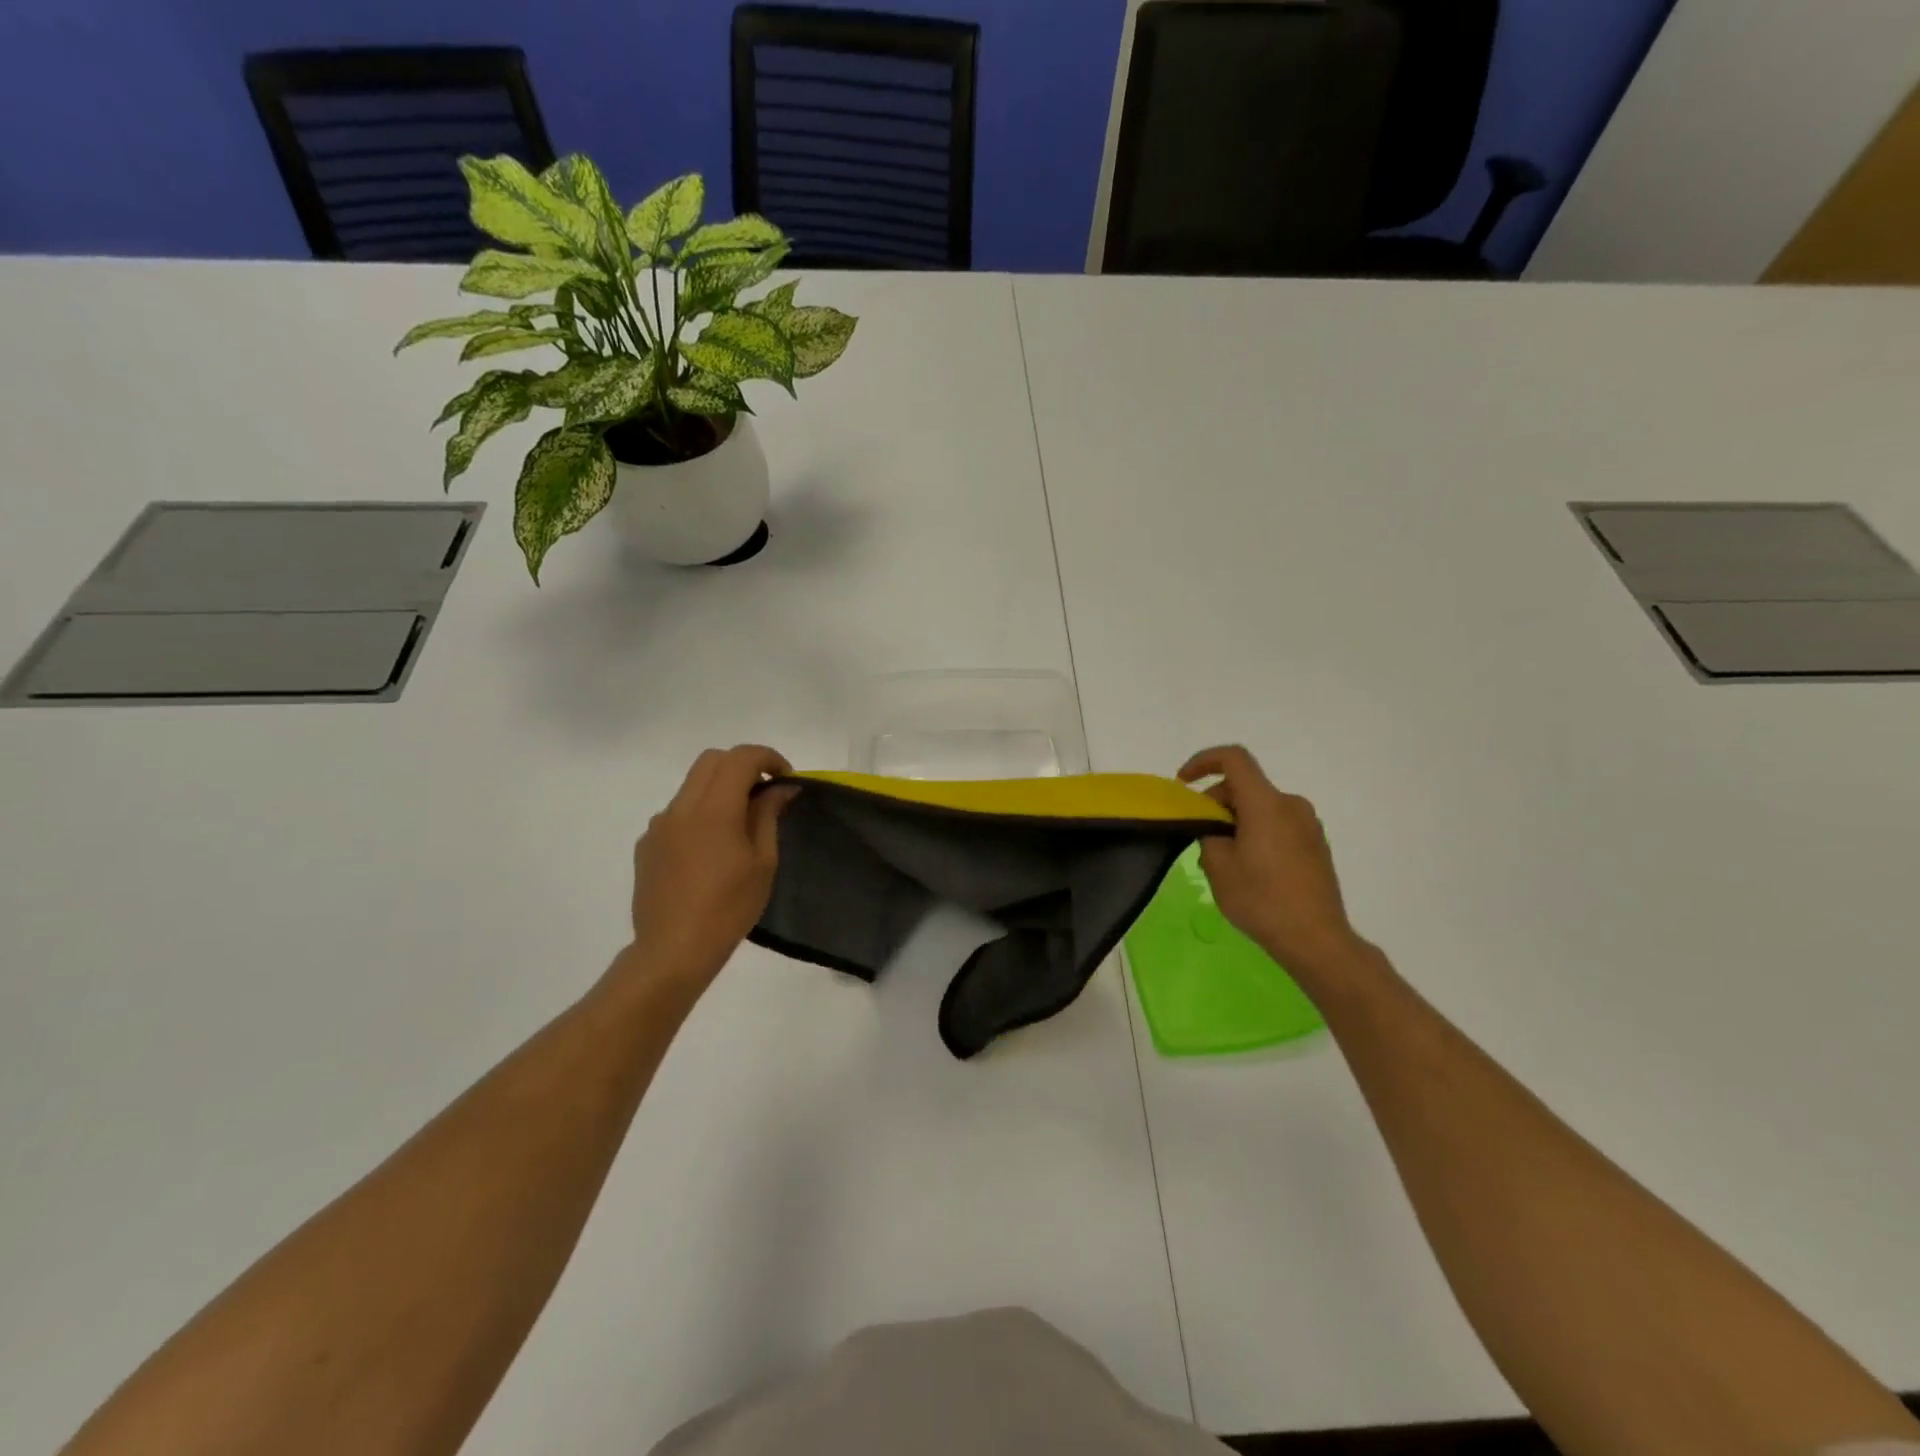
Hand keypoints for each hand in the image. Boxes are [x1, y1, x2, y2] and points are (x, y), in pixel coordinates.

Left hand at [627, 745, 797, 991]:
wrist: (673, 950)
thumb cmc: (729, 908)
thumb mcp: (763, 862)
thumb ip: (769, 815)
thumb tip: (781, 787)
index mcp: (714, 809)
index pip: (741, 758)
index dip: (768, 758)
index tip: (786, 779)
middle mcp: (681, 807)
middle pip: (712, 760)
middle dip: (743, 765)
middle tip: (766, 792)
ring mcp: (659, 825)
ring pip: (692, 784)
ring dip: (720, 788)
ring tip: (740, 823)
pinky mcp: (647, 844)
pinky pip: (677, 812)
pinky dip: (700, 813)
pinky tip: (711, 849)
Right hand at [1178, 746, 1367, 979]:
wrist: (1316, 939)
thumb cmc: (1262, 900)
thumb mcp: (1218, 867)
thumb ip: (1209, 835)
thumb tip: (1217, 829)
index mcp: (1266, 803)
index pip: (1234, 759)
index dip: (1203, 761)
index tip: (1184, 783)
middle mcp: (1291, 805)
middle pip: (1246, 786)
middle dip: (1217, 801)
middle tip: (1200, 835)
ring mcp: (1308, 824)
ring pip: (1261, 807)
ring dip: (1237, 820)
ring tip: (1223, 857)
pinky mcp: (1316, 844)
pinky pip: (1278, 824)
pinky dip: (1256, 832)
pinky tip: (1249, 868)